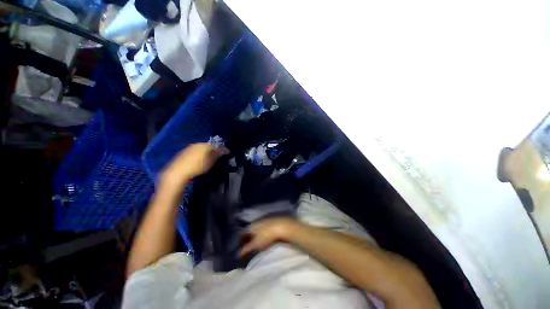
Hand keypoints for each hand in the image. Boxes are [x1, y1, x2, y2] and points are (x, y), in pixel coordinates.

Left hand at [161, 143, 228, 186]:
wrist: (178, 171)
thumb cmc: (197, 166)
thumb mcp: (210, 162)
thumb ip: (217, 154)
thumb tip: (224, 150)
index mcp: (205, 145)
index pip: (217, 145)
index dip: (223, 148)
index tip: (228, 152)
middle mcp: (198, 144)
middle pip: (209, 145)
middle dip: (215, 149)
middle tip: (219, 155)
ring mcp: (190, 147)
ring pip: (202, 147)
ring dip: (207, 151)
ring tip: (210, 157)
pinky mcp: (184, 152)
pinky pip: (196, 150)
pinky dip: (200, 153)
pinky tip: (199, 158)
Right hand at [239, 217, 301, 257]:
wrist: (281, 225)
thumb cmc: (266, 235)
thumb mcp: (255, 244)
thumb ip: (246, 249)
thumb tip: (238, 254)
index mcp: (250, 226)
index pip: (241, 234)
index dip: (240, 243)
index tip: (242, 251)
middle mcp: (255, 221)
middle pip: (249, 232)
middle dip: (249, 242)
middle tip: (252, 250)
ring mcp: (264, 220)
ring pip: (257, 231)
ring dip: (257, 240)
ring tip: (262, 247)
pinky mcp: (271, 220)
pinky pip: (264, 229)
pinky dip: (263, 236)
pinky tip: (269, 241)